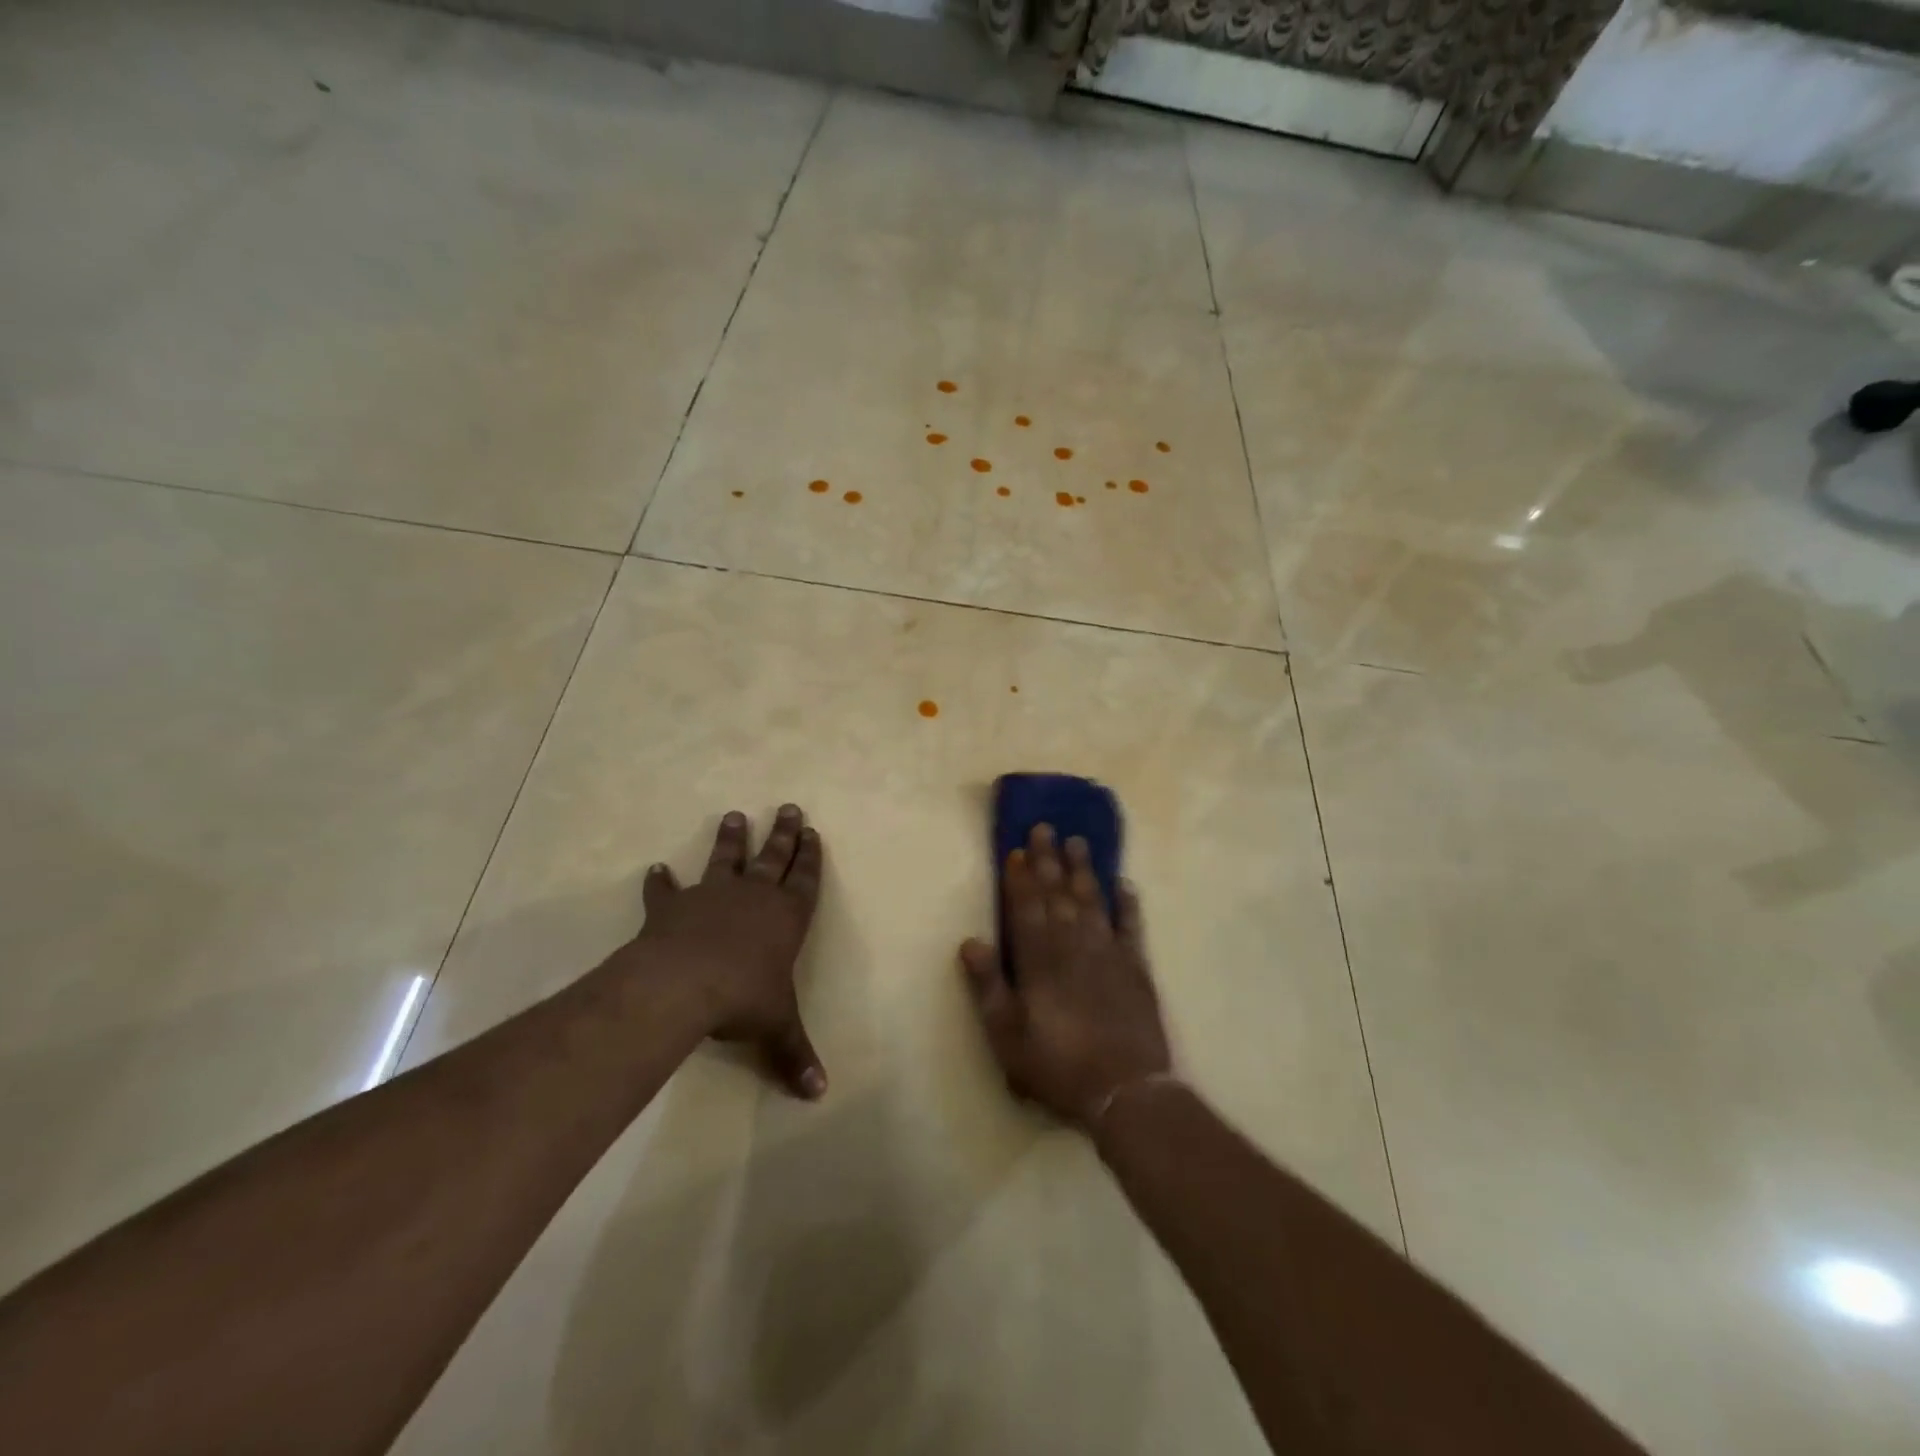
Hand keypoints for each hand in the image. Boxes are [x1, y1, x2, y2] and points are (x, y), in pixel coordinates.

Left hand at [633, 806, 826, 1099]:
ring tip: (735, 816)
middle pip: (774, 857)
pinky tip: (655, 869)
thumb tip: (819, 1095)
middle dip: (784, 834)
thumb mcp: (776, 1027)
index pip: (805, 880)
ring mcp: (712, 897)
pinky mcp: (673, 907)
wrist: (683, 984)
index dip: (810, 857)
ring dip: (731, 839)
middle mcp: (753, 897)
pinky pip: (667, 891)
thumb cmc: (743, 998)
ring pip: (726, 860)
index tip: (813, 832)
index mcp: (785, 918)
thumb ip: (795, 1055)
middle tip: (789, 806)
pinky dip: (661, 882)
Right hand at [959, 824, 1171, 1131]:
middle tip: (1046, 828)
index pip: (1026, 908)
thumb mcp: (1007, 1036)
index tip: (1018, 849)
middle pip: (1058, 894)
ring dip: (1084, 870)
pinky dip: (1128, 903)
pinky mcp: (1136, 967)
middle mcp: (1072, 946)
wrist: (1125, 1091)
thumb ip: (988, 986)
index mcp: (1039, 960)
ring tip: (1079, 841)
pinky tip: (1124, 884)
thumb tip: (969, 941)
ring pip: (1092, 900)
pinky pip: (1131, 926)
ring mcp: (1108, 953)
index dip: (1020, 879)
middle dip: (1049, 860)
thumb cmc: (1057, 1066)